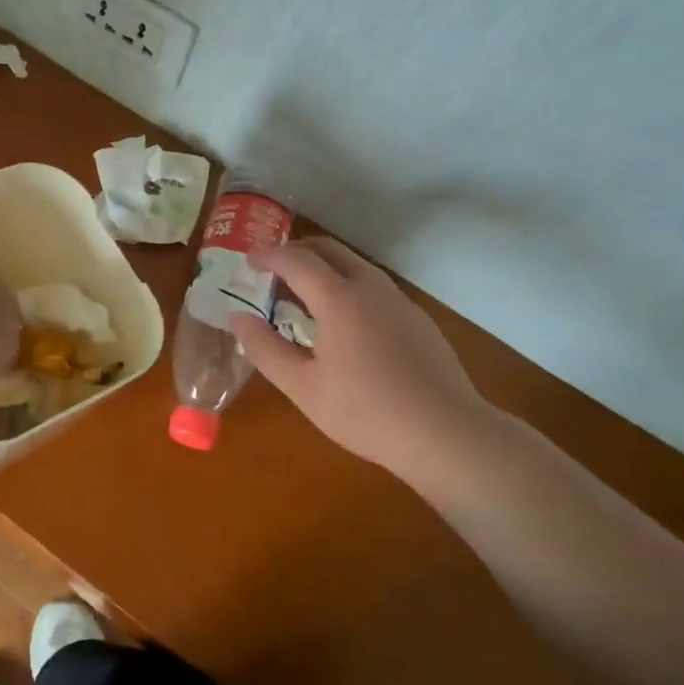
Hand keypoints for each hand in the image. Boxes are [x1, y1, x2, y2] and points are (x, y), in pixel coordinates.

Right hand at [228, 238, 500, 486]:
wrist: (446, 434)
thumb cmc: (366, 411)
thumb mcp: (303, 387)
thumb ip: (265, 349)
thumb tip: (237, 318)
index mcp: (339, 298)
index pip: (296, 260)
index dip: (268, 255)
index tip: (248, 261)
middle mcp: (370, 288)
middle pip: (329, 250)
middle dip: (296, 250)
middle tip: (272, 268)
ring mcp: (399, 301)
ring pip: (356, 265)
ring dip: (324, 267)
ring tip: (303, 294)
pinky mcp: (418, 319)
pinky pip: (374, 287)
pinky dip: (348, 285)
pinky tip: (343, 322)